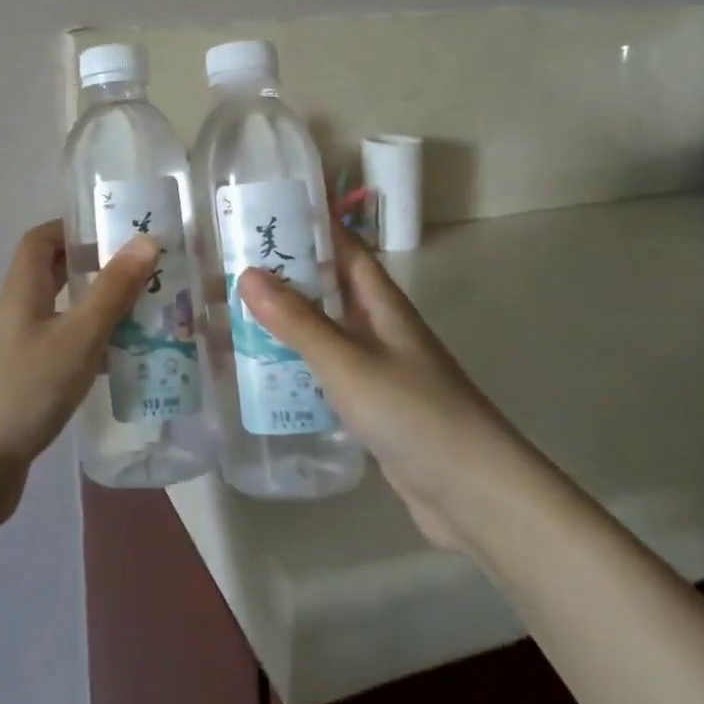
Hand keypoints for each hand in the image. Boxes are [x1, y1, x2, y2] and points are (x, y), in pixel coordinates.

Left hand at [0, 221, 159, 532]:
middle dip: (95, 270)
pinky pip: (62, 356)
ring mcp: (17, 354)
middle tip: (143, 275)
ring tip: (147, 319)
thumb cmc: (20, 390)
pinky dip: (90, 355)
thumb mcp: (76, 337)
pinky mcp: (23, 390)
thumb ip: (111, 291)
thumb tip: (145, 240)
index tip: (115, 230)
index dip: (73, 227)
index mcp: (22, 290)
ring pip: (62, 319)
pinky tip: (121, 369)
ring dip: (99, 315)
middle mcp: (17, 314)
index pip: (41, 240)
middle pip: (54, 277)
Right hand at [236, 226, 495, 550]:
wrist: (474, 495)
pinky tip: (264, 372)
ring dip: (286, 319)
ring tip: (234, 313)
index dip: (308, 223)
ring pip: (324, 328)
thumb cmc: (413, 413)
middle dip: (285, 273)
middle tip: (230, 264)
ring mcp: (377, 366)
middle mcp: (379, 325)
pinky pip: (326, 369)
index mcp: (380, 302)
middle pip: (328, 285)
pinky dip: (297, 362)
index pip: (342, 245)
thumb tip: (247, 273)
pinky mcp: (372, 404)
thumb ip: (298, 321)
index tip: (262, 209)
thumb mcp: (347, 362)